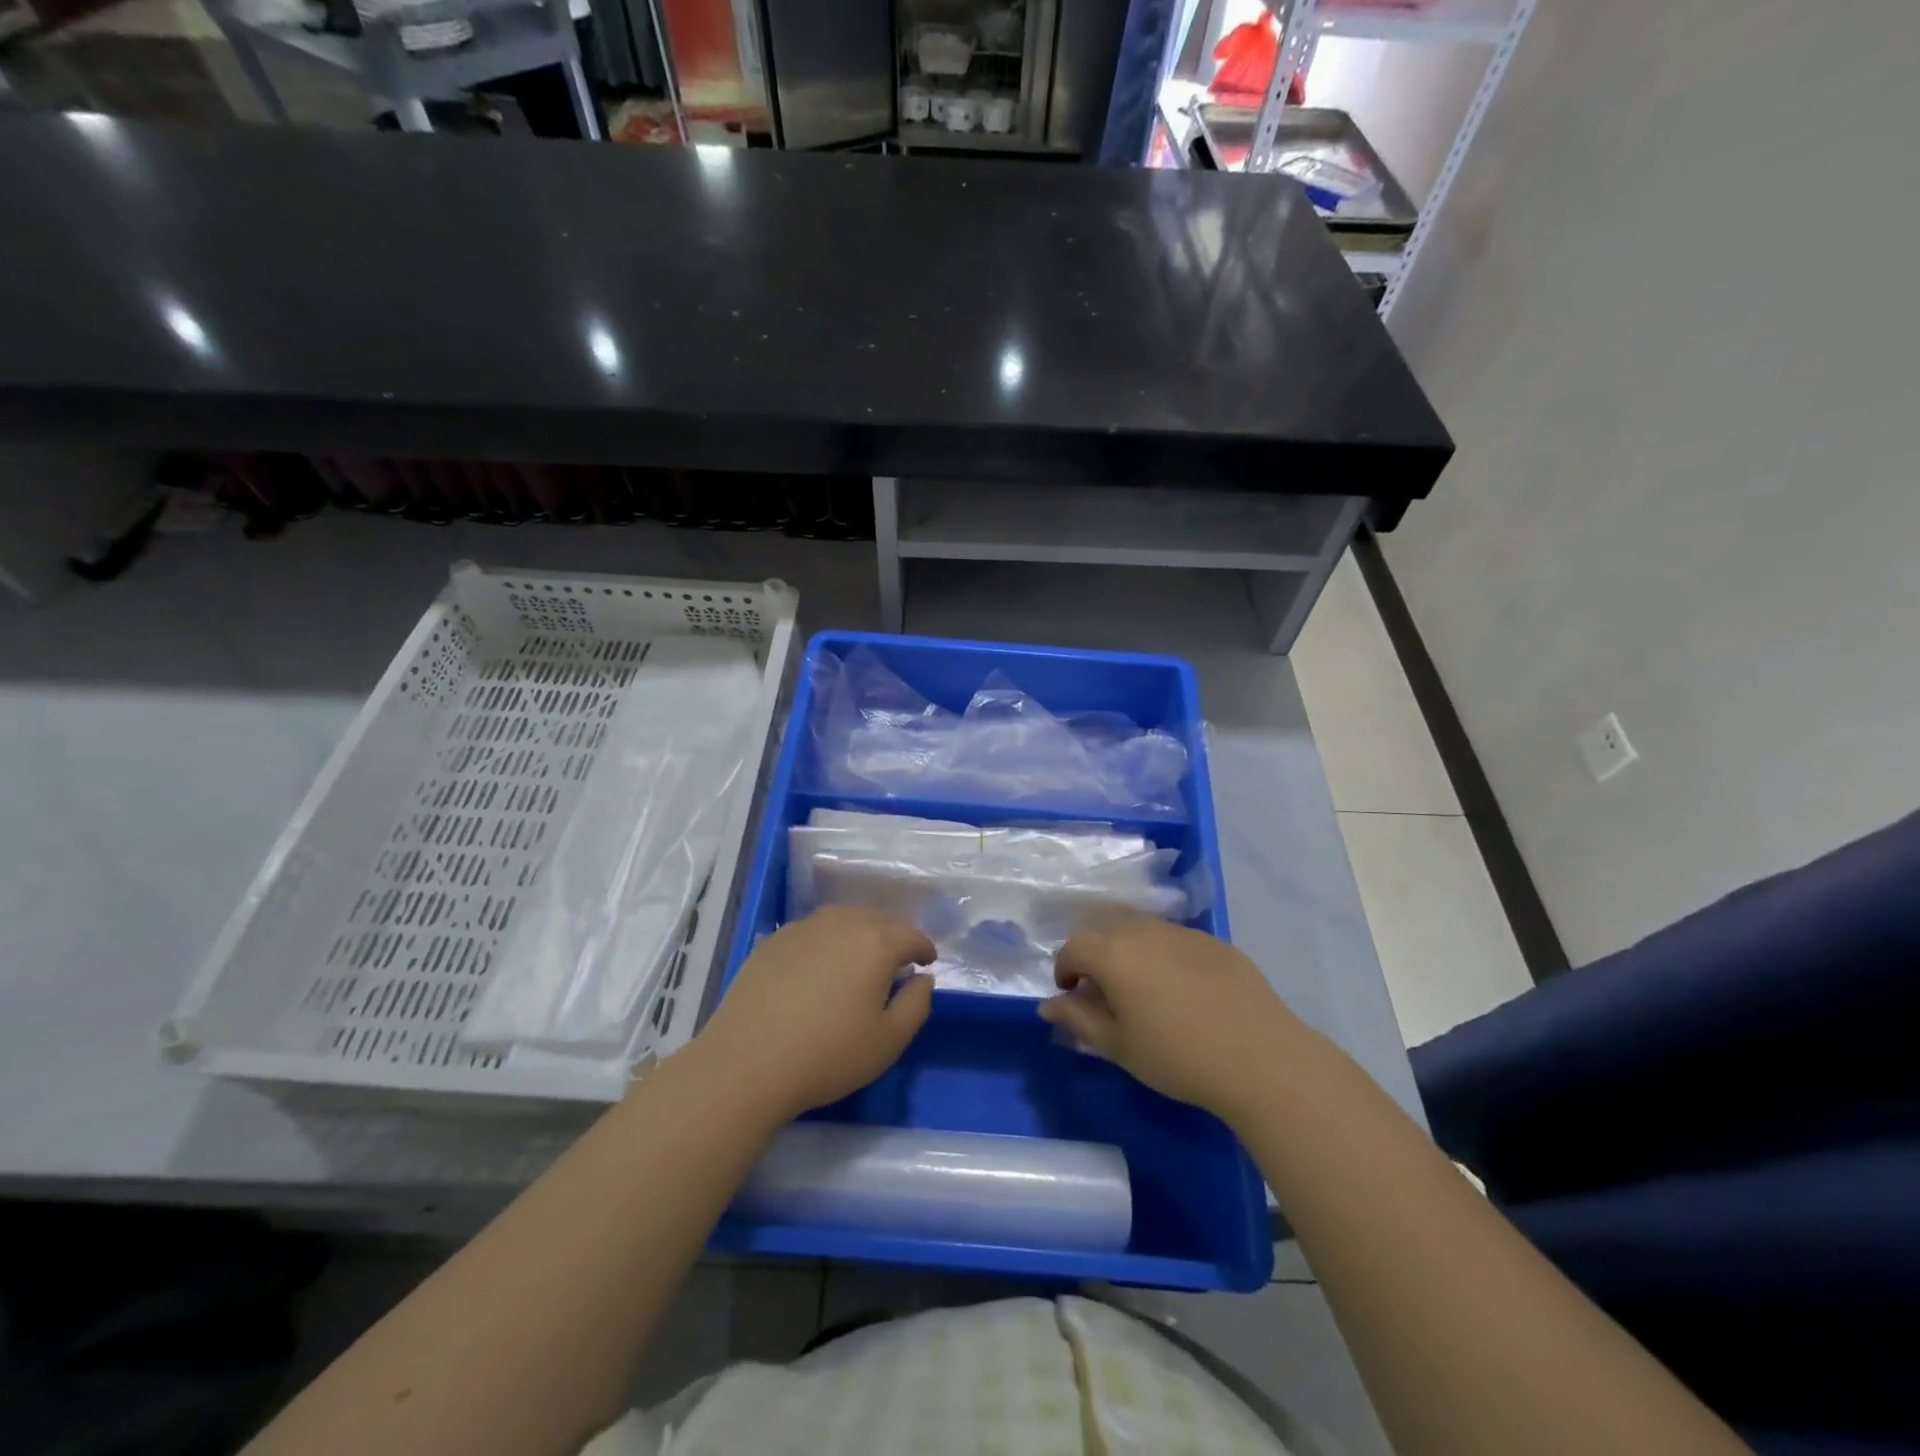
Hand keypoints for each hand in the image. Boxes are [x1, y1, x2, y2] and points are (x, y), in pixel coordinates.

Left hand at [694, 906, 935, 1124]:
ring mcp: (804, 927)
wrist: (747, 1062)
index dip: (924, 948)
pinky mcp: (774, 939)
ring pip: (844, 919)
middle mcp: (842, 922)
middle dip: (894, 937)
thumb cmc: (828, 1054)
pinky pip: (814, 931)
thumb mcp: (889, 1041)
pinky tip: (820, 967)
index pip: (912, 935)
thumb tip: (922, 978)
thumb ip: (917, 1004)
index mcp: (876, 942)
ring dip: (860, 934)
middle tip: (898, 962)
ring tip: (860, 960)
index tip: (927, 963)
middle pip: (879, 919)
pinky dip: (827, 941)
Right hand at [1039, 913, 1307, 1124]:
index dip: (1065, 969)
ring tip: (1142, 990)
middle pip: (1105, 929)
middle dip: (1094, 955)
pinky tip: (1183, 992)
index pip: (1073, 946)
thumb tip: (1048, 1004)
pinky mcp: (1214, 942)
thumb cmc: (1177, 1056)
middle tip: (1104, 992)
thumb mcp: (1119, 1046)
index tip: (1073, 996)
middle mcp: (1144, 930)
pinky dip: (1164, 956)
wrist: (1260, 1057)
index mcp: (1114, 952)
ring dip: (1128, 951)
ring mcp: (1183, 932)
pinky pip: (1175, 940)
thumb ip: (1078, 1019)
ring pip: (1141, 930)